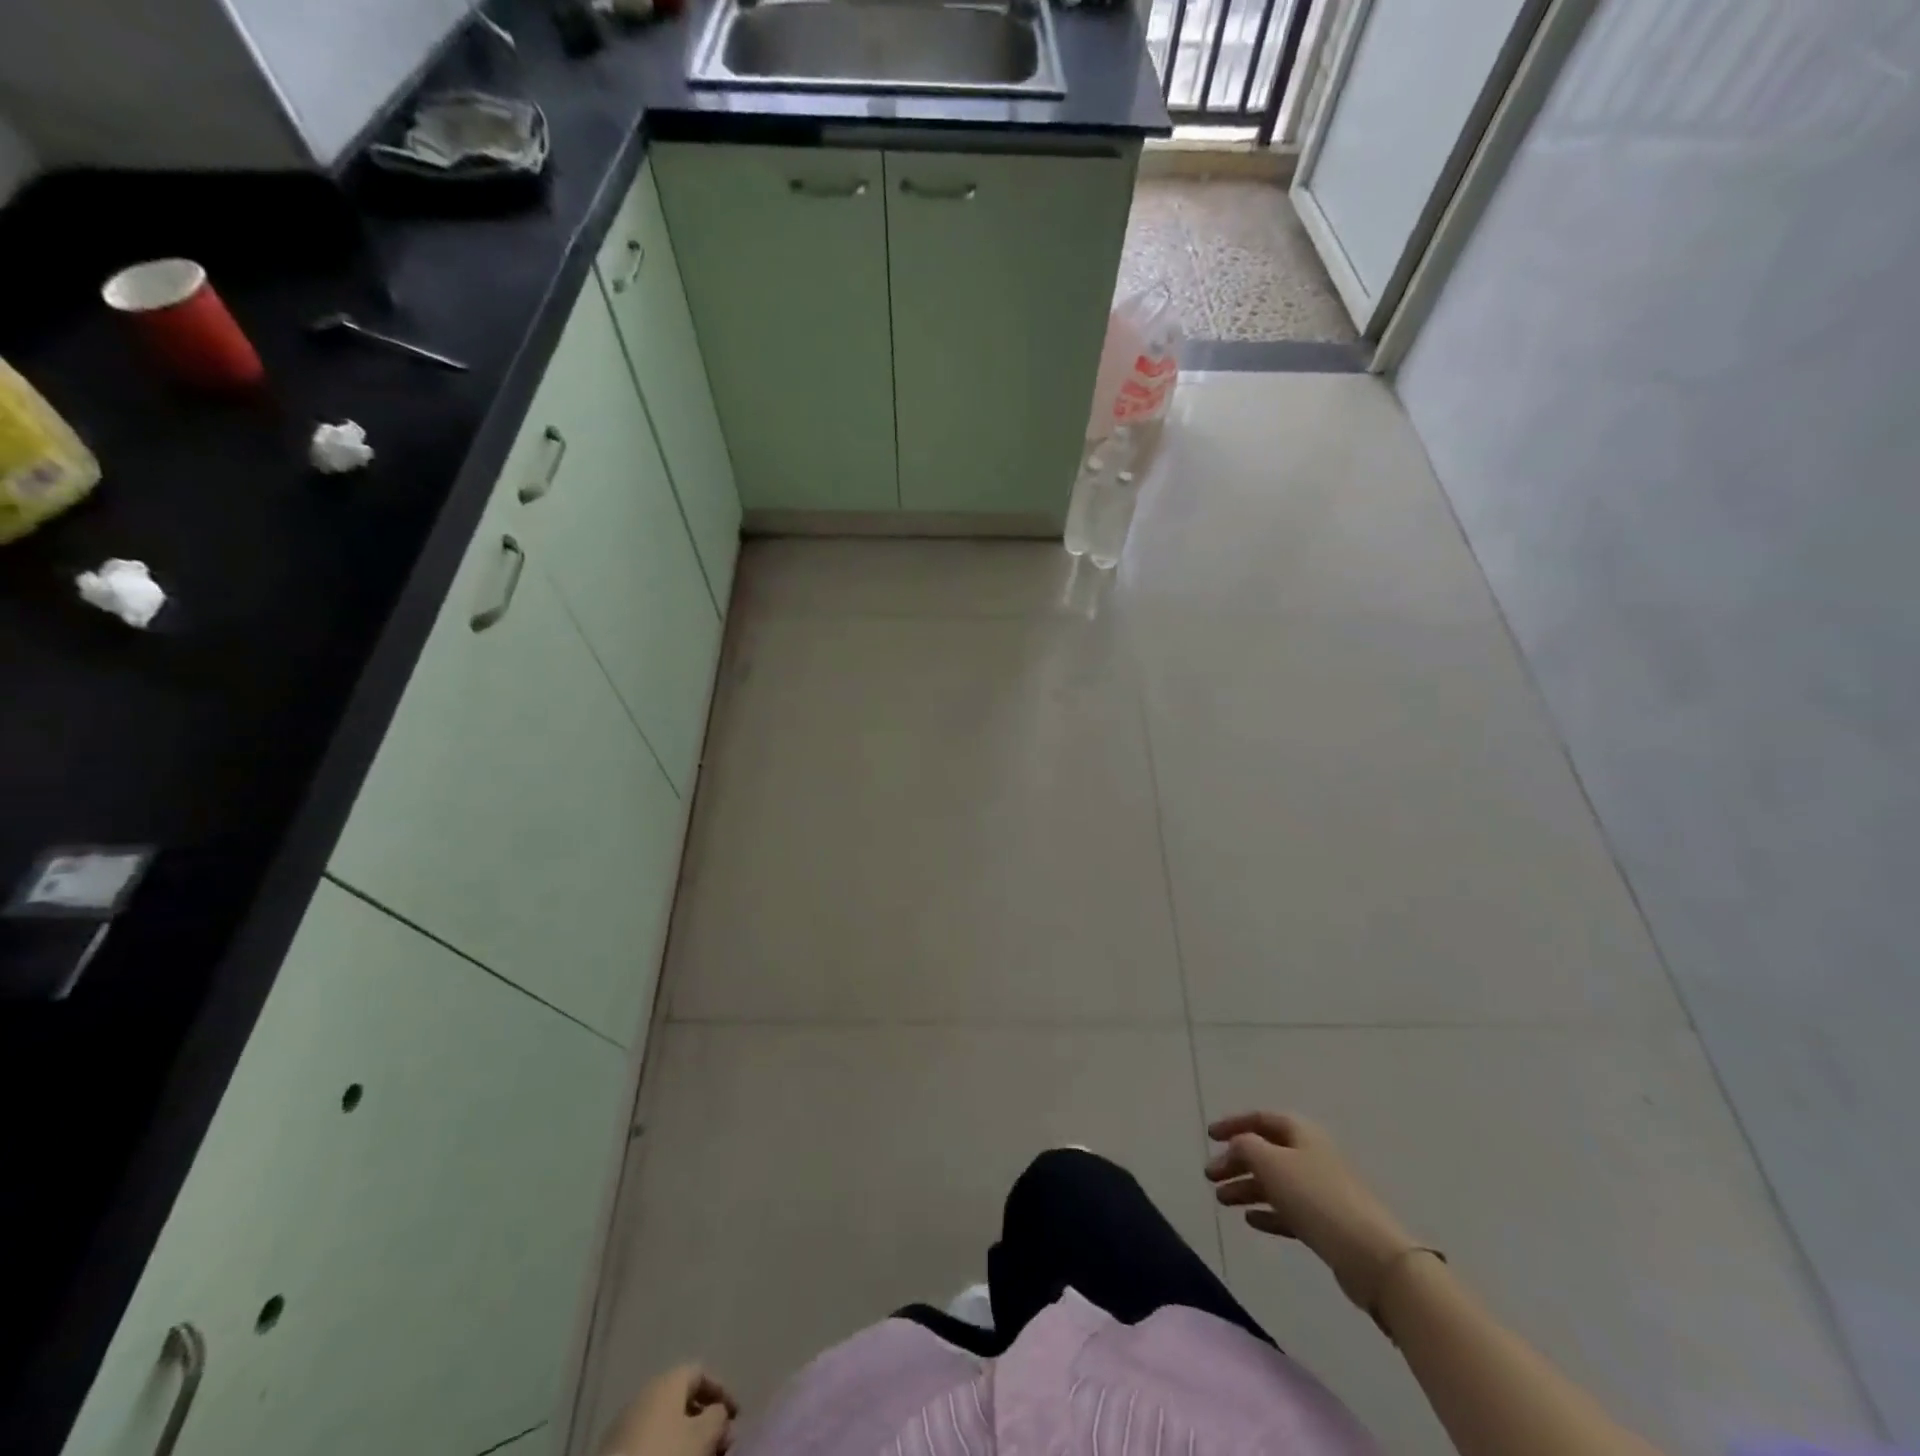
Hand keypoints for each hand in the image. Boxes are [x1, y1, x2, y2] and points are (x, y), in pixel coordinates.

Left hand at [599, 1365, 738, 1455]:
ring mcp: (626, 1421)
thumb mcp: (702, 1436)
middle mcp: (646, 1392)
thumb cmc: (665, 1454)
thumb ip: (718, 1418)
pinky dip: (665, 1447)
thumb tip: (720, 1414)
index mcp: (668, 1380)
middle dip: (703, 1419)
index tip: (735, 1416)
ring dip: (685, 1437)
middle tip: (719, 1442)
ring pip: (665, 1423)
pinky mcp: (612, 1450)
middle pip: (682, 1399)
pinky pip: (648, 1440)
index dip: (721, 1392)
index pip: (701, 1372)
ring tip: (699, 1455)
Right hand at [1206, 1111, 1414, 1309]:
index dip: (1232, 1124)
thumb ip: (1245, 1147)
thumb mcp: (1270, 1162)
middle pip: (1265, 1152)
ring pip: (1274, 1183)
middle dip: (1235, 1161)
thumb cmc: (1315, 1196)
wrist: (1371, 1255)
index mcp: (1300, 1132)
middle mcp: (1310, 1154)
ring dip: (1246, 1188)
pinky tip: (1250, 1220)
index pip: (1259, 1119)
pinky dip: (1267, 1212)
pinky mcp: (1325, 1223)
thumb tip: (1237, 1146)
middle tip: (1210, 1176)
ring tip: (1221, 1200)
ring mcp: (1319, 1190)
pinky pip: (1288, 1211)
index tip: (1209, 1136)